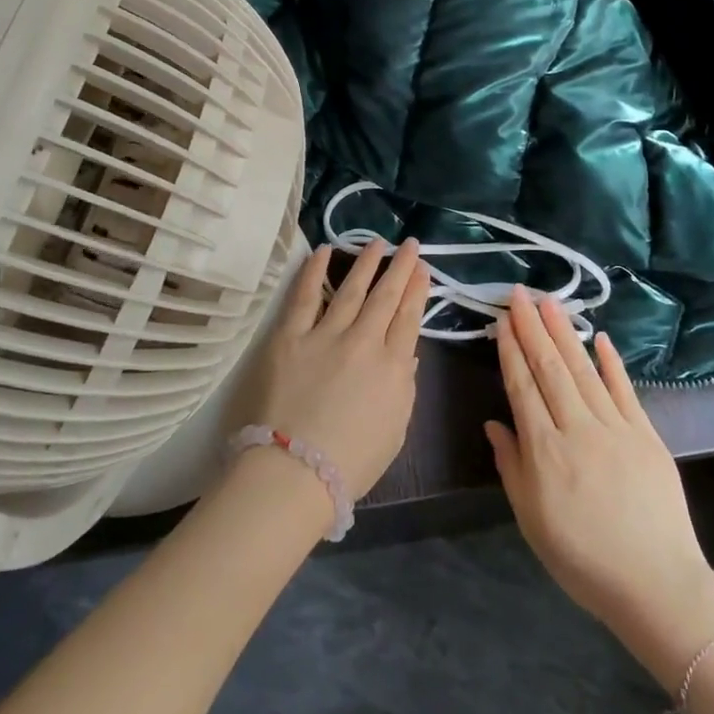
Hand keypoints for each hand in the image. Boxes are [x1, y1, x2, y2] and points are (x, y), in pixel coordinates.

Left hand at [240, 240, 430, 495]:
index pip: (409, 318)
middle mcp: (364, 342)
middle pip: (385, 297)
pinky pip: (305, 296)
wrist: (297, 471)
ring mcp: (326, 335)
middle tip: (409, 244)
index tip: (422, 269)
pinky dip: (314, 271)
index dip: (417, 290)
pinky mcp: (290, 336)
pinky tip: (325, 251)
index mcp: (393, 367)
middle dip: (400, 267)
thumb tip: (406, 353)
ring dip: (366, 263)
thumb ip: (403, 386)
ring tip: (377, 242)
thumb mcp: (395, 429)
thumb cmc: (351, 461)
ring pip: (351, 289)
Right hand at [488, 291, 713, 680]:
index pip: (522, 387)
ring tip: (549, 302)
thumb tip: (494, 424)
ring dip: (564, 333)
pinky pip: (624, 390)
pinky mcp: (646, 435)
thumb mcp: (531, 519)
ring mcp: (615, 428)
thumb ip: (511, 466)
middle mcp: (576, 428)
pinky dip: (611, 362)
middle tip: (520, 294)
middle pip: (550, 368)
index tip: (503, 321)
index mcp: (544, 450)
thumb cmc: (582, 558)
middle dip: (532, 328)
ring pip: (583, 370)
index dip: (511, 351)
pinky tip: (599, 337)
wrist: (655, 584)